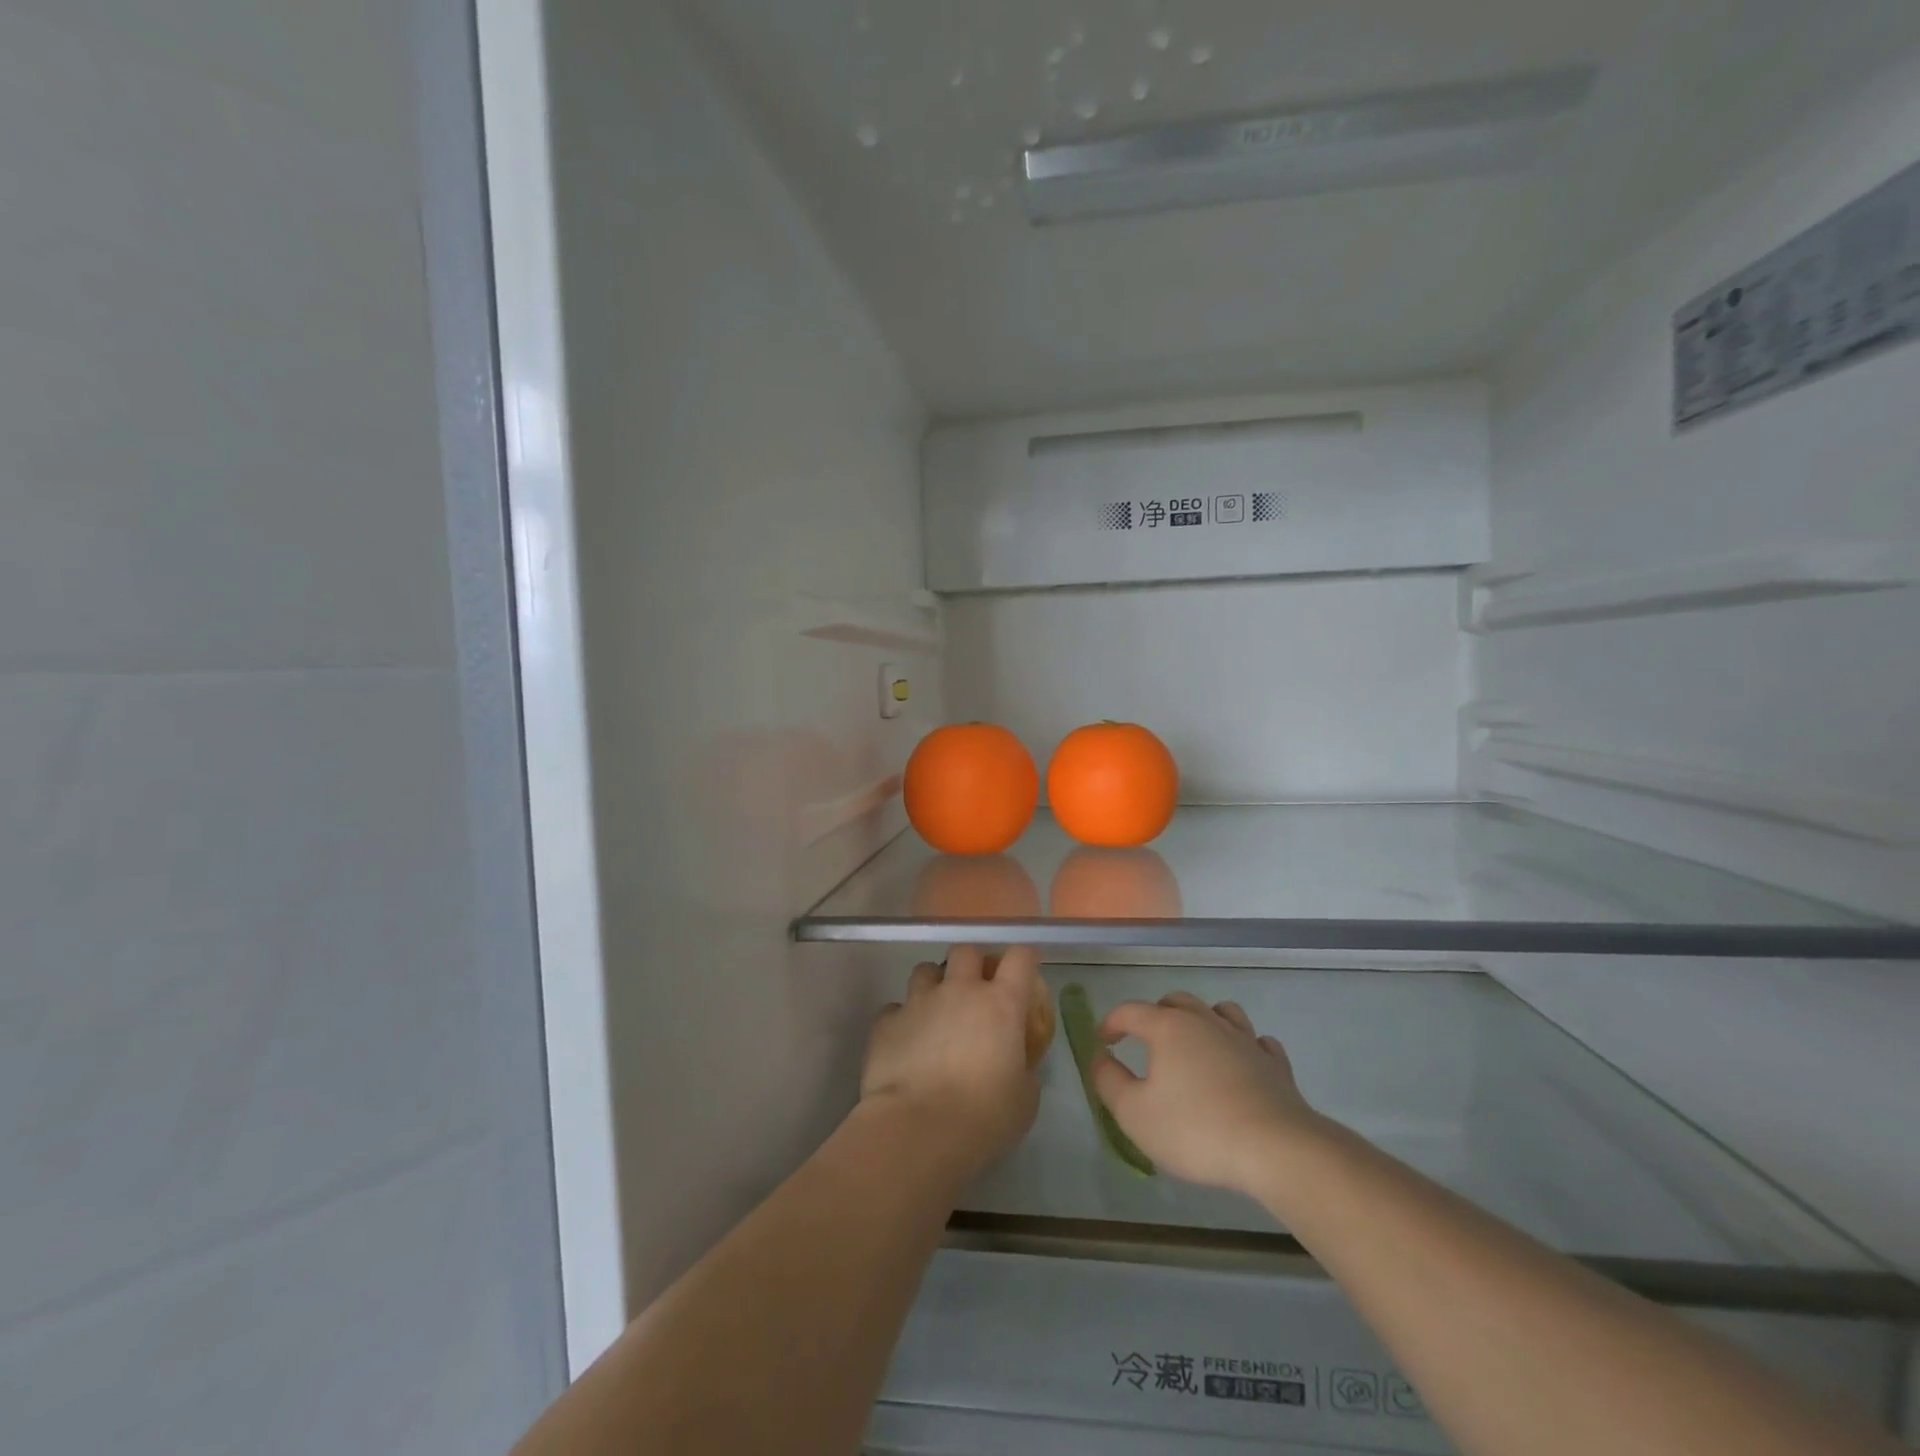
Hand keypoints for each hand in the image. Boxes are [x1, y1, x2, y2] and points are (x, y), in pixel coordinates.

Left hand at [862, 946, 1043, 1181]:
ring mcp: (919, 1001)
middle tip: (974, 990)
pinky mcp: (886, 1021)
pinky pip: (895, 1008)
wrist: (917, 1131)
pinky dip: (902, 1020)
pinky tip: (905, 1043)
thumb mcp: (1024, 1098)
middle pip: (966, 951)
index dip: (1024, 959)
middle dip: (971, 964)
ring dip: (933, 985)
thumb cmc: (983, 1118)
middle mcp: (960, 990)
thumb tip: (1015, 1063)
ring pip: (925, 970)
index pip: (1020, 958)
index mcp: (1001, 1003)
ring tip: (935, 1012)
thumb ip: (1023, 1068)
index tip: (1024, 970)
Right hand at [1093, 993, 1320, 1194]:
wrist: (1275, 1148)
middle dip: (1156, 1014)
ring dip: (1203, 1019)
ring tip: (1195, 1042)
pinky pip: (1257, 1042)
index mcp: (1168, 1028)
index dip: (1112, 1022)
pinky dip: (1243, 1046)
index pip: (1131, 1011)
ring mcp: (1244, 1040)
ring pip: (1221, 1012)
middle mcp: (1206, 1022)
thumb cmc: (1195, 1129)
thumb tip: (1100, 1058)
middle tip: (1146, 1040)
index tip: (1103, 1041)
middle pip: (1177, 1002)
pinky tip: (1240, 1062)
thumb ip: (1109, 1082)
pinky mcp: (1275, 1065)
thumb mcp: (1135, 1113)